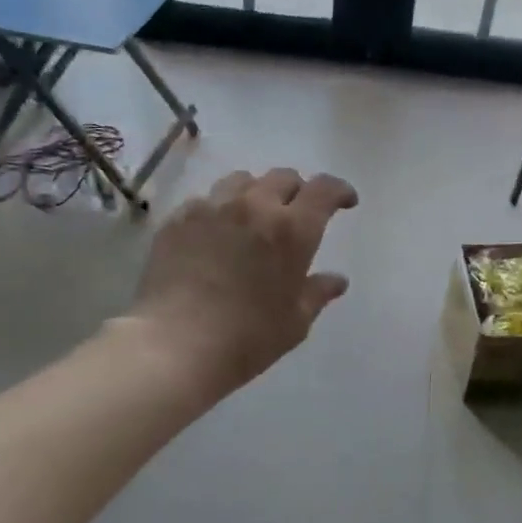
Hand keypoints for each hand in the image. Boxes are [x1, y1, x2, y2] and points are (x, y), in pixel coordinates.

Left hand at [127, 167, 358, 391]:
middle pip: (283, 177)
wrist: (176, 345)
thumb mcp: (294, 323)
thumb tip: (337, 280)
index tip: (345, 202)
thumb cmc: (247, 338)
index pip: (323, 190)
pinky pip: (206, 200)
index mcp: (292, 230)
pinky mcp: (178, 219)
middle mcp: (254, 207)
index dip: (339, 191)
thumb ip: (317, 294)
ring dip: (257, 193)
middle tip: (298, 214)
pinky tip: (216, 234)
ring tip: (255, 216)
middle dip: (298, 191)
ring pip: (241, 181)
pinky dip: (220, 210)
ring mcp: (211, 208)